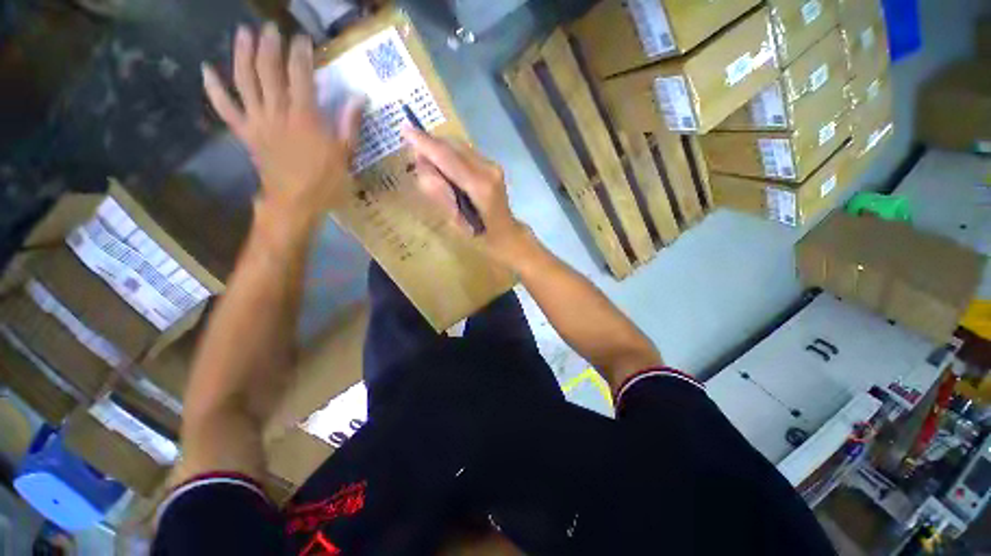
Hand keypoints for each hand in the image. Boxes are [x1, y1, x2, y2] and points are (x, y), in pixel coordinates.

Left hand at [202, 23, 364, 224]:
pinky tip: (206, 70)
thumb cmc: (326, 183)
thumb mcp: (346, 156)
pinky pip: (225, 109)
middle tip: (270, 28)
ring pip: (245, 81)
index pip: (301, 76)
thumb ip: (350, 124)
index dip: (300, 53)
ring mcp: (258, 122)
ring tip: (242, 33)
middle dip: (269, 46)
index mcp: (305, 118)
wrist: (296, 204)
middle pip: (268, 71)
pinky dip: (214, 89)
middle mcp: (278, 113)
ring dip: (241, 54)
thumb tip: (358, 97)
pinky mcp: (245, 133)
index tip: (302, 38)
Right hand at [402, 127, 529, 262]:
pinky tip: (449, 172)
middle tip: (419, 163)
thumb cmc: (480, 237)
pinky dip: (451, 156)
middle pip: (453, 145)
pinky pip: (465, 152)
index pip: (447, 157)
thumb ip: (439, 192)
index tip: (405, 129)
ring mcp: (493, 165)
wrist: (506, 233)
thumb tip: (424, 164)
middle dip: (431, 147)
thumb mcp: (454, 220)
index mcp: (480, 187)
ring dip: (441, 151)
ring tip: (435, 172)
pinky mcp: (493, 165)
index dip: (425, 143)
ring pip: (458, 146)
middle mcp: (488, 170)